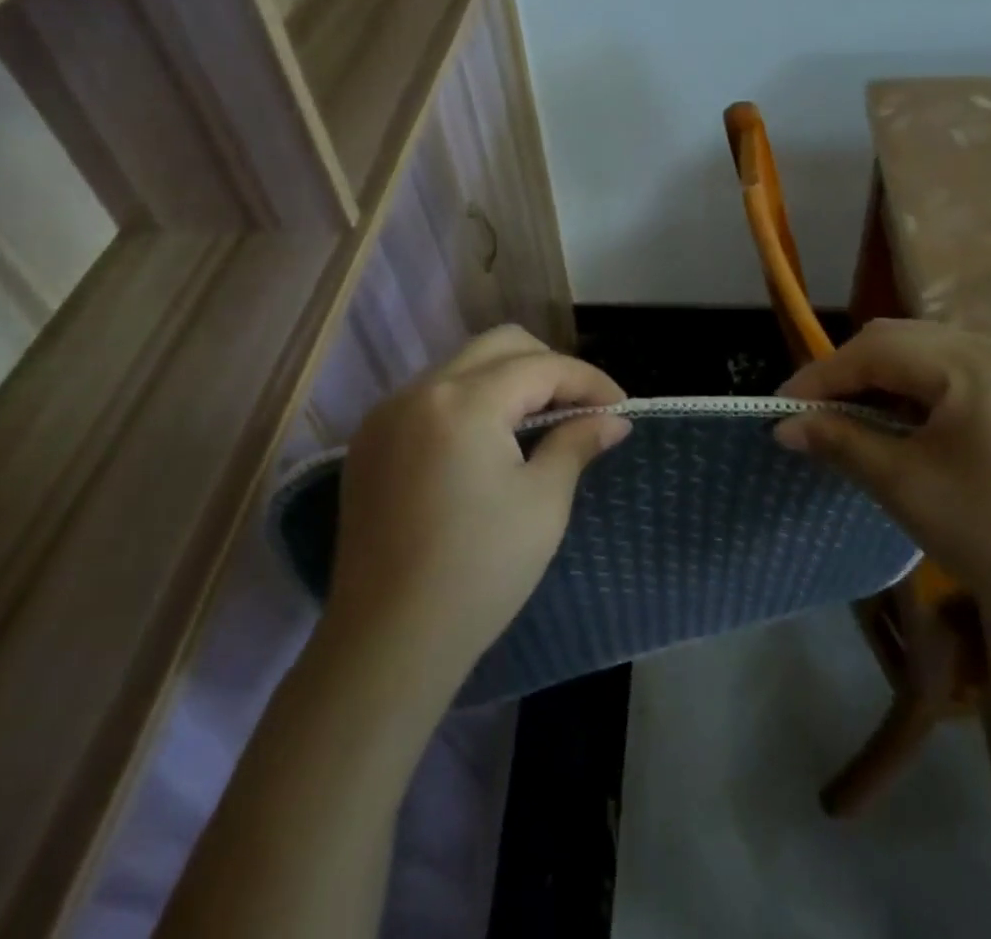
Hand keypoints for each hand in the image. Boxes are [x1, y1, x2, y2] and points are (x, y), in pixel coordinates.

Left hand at [325, 326, 630, 679]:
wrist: (388, 644)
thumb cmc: (479, 572)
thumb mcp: (543, 502)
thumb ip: (577, 443)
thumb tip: (612, 420)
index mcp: (463, 402)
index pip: (540, 366)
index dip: (588, 381)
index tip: (620, 408)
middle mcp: (418, 391)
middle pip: (499, 346)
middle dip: (548, 367)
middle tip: (581, 406)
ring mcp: (387, 415)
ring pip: (462, 366)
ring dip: (508, 381)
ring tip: (541, 422)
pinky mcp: (370, 442)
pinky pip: (431, 397)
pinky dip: (470, 402)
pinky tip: (490, 441)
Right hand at [776, 319, 990, 635]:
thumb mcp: (905, 486)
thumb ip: (840, 442)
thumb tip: (784, 426)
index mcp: (975, 363)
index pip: (876, 350)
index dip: (822, 376)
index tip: (782, 408)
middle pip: (900, 340)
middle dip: (848, 373)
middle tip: (812, 416)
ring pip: (923, 353)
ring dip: (879, 380)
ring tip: (848, 421)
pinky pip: (951, 372)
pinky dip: (913, 391)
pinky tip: (898, 424)